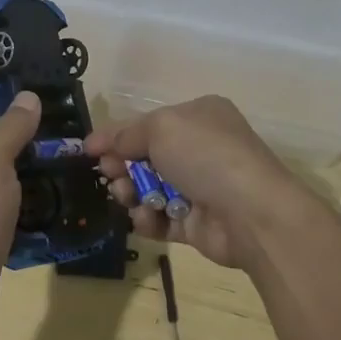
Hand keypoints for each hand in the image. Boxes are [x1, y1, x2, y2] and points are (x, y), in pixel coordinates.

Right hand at [85, 96, 308, 271]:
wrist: (251, 212)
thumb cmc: (205, 155)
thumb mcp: (160, 128)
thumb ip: (126, 134)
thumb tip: (99, 143)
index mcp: (199, 116)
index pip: (150, 123)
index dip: (118, 135)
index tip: (89, 151)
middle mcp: (201, 148)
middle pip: (147, 157)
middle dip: (123, 166)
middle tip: (109, 175)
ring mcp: (201, 187)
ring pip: (150, 189)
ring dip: (131, 193)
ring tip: (126, 198)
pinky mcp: (198, 223)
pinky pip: (161, 219)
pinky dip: (148, 220)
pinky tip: (145, 218)